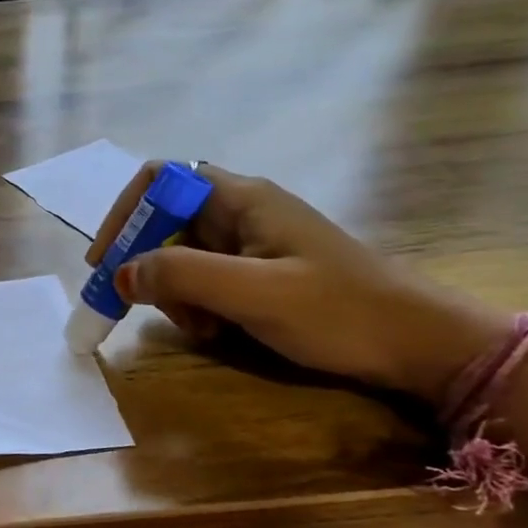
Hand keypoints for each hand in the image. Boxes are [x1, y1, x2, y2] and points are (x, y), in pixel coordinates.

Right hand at [88, 163, 507, 402]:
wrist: (420, 346)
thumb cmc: (340, 311)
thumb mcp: (255, 293)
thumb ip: (182, 276)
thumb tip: (120, 274)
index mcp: (241, 199)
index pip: (158, 181)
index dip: (124, 215)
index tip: (106, 262)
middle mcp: (241, 212)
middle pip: (164, 223)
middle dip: (150, 266)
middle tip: (148, 306)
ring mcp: (251, 245)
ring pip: (181, 258)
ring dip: (175, 293)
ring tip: (202, 326)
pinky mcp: (260, 275)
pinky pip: (206, 281)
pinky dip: (198, 306)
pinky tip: (219, 331)